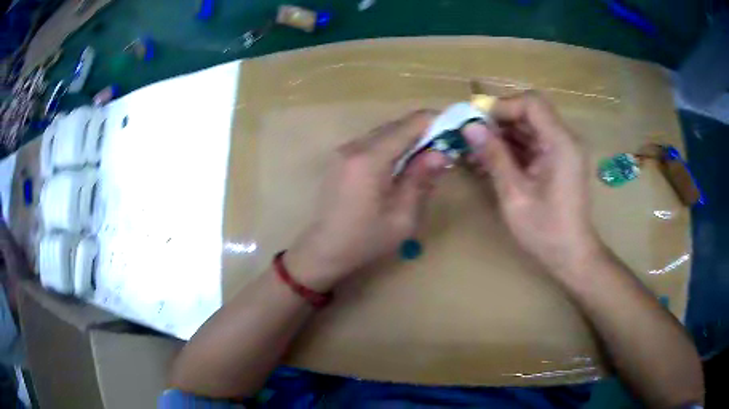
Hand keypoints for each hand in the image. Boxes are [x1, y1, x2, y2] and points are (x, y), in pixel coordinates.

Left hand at [286, 111, 447, 290]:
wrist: (323, 249)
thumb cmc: (364, 240)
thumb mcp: (402, 217)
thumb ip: (421, 180)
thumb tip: (440, 153)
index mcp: (370, 159)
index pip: (410, 124)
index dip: (435, 122)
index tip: (454, 131)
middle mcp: (355, 146)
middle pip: (397, 125)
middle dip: (423, 132)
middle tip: (444, 148)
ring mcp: (344, 150)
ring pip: (385, 132)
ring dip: (408, 139)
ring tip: (426, 158)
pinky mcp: (341, 158)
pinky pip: (373, 142)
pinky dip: (392, 147)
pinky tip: (402, 165)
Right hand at [462, 92, 601, 277]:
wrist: (571, 255)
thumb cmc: (545, 231)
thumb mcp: (515, 194)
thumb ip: (494, 156)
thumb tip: (469, 127)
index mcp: (561, 143)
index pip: (531, 103)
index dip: (502, 106)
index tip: (477, 122)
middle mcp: (565, 139)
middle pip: (530, 112)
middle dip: (499, 121)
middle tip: (472, 137)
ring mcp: (562, 150)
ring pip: (529, 127)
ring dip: (503, 135)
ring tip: (477, 150)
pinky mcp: (558, 161)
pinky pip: (533, 144)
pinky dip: (512, 149)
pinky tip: (491, 161)